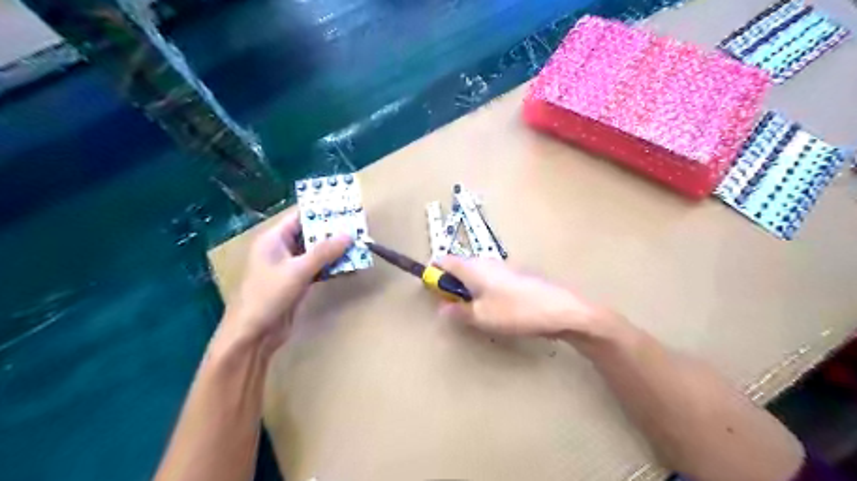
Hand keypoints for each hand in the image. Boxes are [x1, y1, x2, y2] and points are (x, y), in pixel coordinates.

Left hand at [223, 211, 354, 352]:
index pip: (299, 217)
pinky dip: (332, 267)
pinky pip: (318, 268)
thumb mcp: (297, 271)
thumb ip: (323, 252)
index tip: (344, 207)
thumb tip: (348, 234)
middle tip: (358, 226)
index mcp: (273, 239)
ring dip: (335, 250)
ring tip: (359, 244)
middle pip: (310, 234)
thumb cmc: (268, 296)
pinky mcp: (298, 282)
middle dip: (333, 231)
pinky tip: (350, 266)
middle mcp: (282, 249)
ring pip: (316, 252)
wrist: (254, 335)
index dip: (321, 211)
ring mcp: (290, 267)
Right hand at [436, 258, 615, 338]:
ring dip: (468, 289)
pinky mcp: (514, 275)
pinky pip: (489, 278)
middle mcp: (485, 261)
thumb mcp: (481, 316)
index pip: (444, 260)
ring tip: (475, 311)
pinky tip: (495, 309)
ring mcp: (502, 267)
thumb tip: (442, 308)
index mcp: (473, 267)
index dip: (434, 273)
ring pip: (475, 273)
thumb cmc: (515, 311)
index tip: (432, 290)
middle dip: (451, 284)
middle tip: (454, 307)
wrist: (559, 310)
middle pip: (459, 266)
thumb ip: (458, 311)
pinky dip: (483, 290)